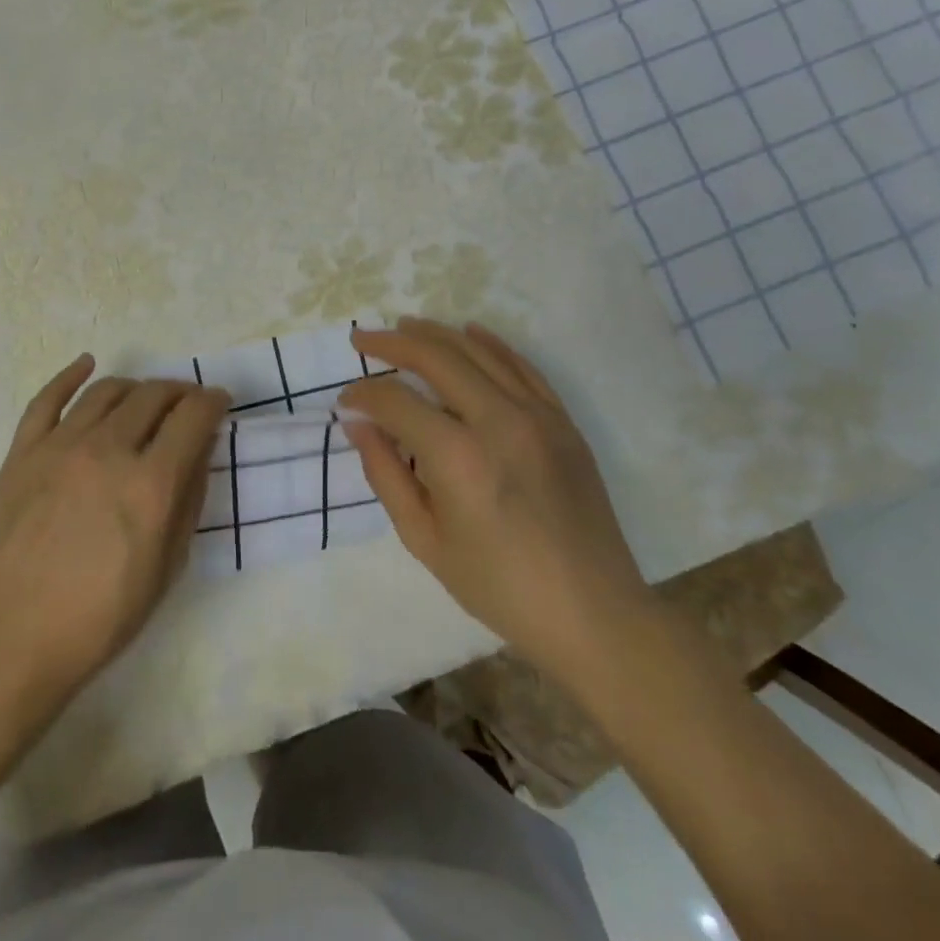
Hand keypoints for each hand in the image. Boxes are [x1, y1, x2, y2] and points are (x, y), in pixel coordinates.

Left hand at [0, 356, 229, 712]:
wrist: (13, 641)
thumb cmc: (100, 618)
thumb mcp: (166, 568)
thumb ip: (188, 500)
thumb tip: (199, 450)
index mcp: (150, 484)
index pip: (193, 416)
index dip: (213, 401)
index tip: (219, 402)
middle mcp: (108, 450)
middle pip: (153, 395)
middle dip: (180, 392)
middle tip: (187, 404)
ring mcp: (60, 446)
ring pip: (107, 390)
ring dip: (136, 386)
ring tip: (145, 398)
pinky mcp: (23, 452)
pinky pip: (47, 398)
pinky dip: (70, 375)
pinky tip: (87, 363)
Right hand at [340, 317, 653, 682]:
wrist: (593, 614)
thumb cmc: (499, 587)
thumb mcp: (425, 540)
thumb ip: (384, 474)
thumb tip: (357, 423)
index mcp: (457, 457)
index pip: (396, 402)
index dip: (363, 395)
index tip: (346, 401)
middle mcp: (497, 420)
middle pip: (436, 358)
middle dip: (392, 343)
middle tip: (363, 339)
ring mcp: (537, 415)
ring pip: (478, 351)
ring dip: (436, 334)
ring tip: (405, 327)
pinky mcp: (563, 421)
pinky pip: (522, 366)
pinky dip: (491, 344)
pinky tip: (469, 332)